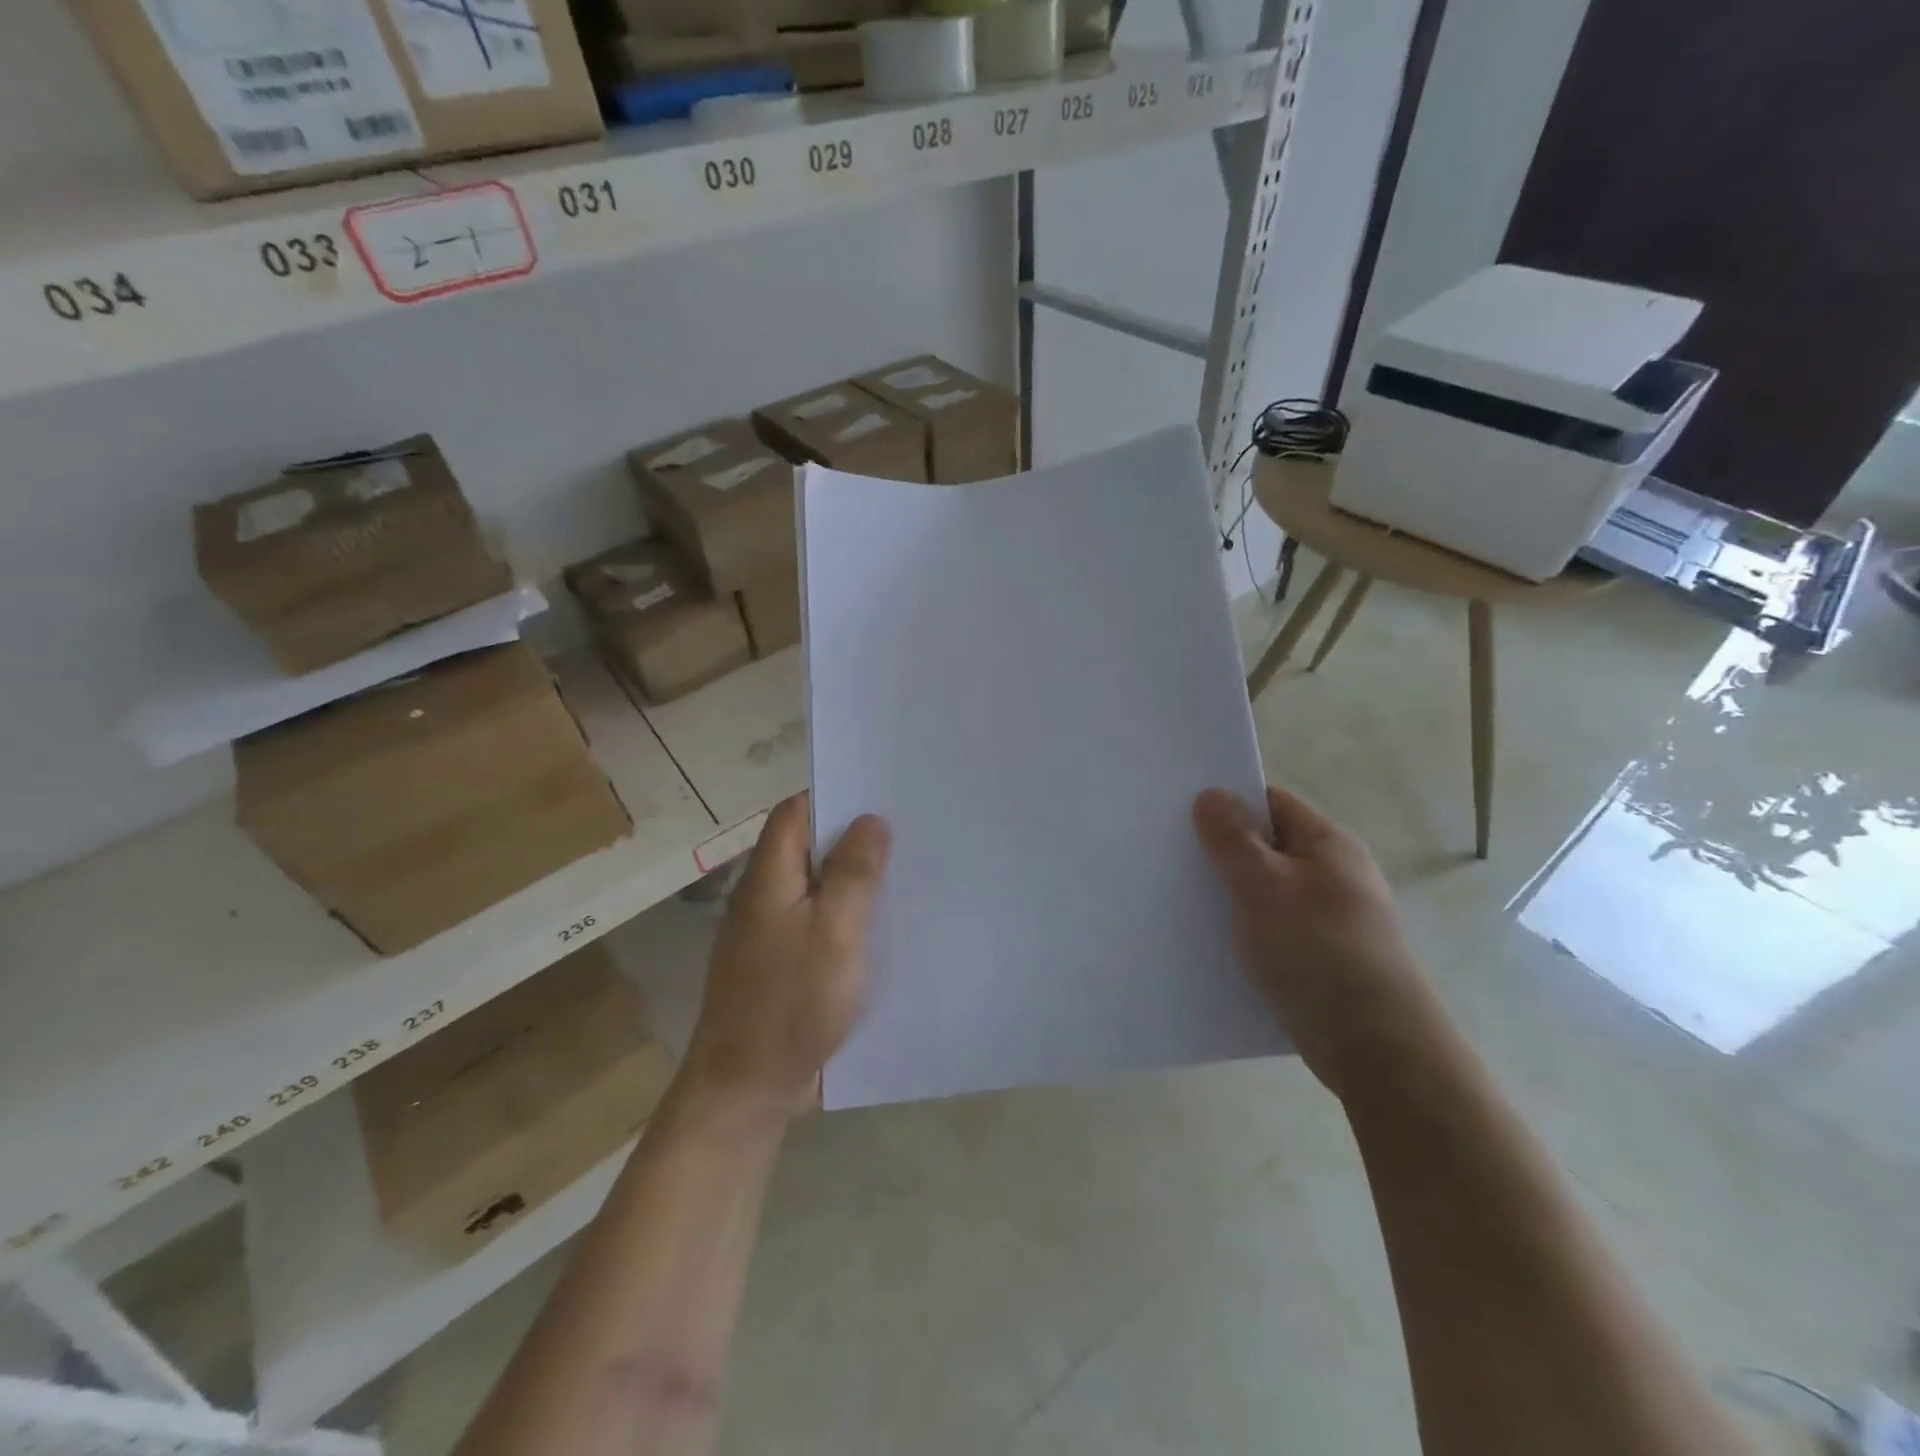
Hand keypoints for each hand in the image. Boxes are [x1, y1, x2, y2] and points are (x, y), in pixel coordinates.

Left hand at [680, 793, 891, 1120]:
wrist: (746, 1088)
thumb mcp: (835, 932)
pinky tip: (884, 929)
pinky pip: (819, 924)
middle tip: (909, 834)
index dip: (834, 796)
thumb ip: (854, 873)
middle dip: (854, 839)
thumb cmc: (791, 1002)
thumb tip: (871, 819)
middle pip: (809, 848)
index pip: (795, 812)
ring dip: (855, 881)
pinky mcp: (784, 966)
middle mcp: (766, 897)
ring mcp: (772, 934)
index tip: (881, 796)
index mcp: (770, 877)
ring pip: (817, 888)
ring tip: (907, 874)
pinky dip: (848, 918)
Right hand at [1193, 785, 1439, 1098]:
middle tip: (1168, 858)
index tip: (1179, 814)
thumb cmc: (1318, 951)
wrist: (1377, 1049)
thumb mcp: (1264, 885)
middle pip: (1265, 847)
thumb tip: (1211, 794)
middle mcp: (1332, 875)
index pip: (1271, 803)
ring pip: (1264, 893)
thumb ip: (1232, 838)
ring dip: (1227, 896)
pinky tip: (1208, 944)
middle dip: (1220, 852)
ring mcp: (1327, 920)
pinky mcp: (1319, 959)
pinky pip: (1270, 931)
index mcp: (1327, 844)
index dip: (1227, 803)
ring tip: (1177, 900)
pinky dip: (1242, 932)